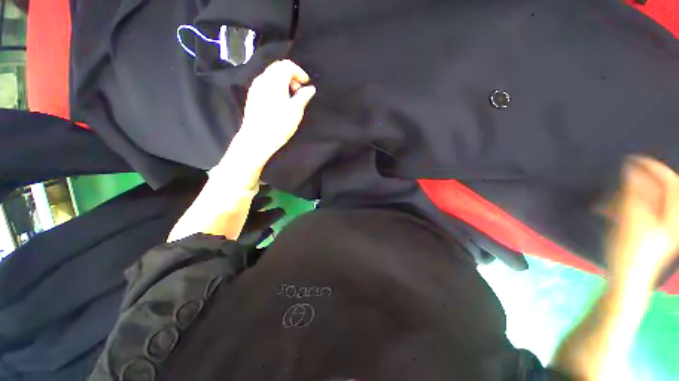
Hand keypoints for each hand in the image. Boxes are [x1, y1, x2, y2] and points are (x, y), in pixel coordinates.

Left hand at [236, 60, 315, 165]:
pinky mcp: (252, 96)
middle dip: (291, 75)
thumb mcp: (295, 110)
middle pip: (278, 68)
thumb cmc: (279, 124)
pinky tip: (280, 101)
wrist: (257, 139)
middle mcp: (263, 79)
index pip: (287, 65)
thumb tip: (310, 88)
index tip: (306, 83)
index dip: (299, 72)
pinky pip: (265, 84)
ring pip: (271, 75)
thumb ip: (303, 96)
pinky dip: (275, 87)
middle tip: (299, 90)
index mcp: (275, 80)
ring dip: (283, 81)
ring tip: (291, 97)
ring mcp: (255, 87)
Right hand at [606, 156, 678, 284]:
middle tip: (614, 186)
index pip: (670, 181)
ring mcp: (661, 226)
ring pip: (645, 201)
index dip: (653, 167)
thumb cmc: (630, 252)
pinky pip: (639, 211)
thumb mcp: (631, 220)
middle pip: (656, 191)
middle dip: (634, 186)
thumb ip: (633, 192)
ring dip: (624, 198)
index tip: (632, 159)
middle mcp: (671, 218)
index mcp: (674, 215)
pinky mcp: (649, 231)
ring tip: (606, 203)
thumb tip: (630, 168)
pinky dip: (623, 208)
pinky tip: (608, 211)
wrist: (627, 281)